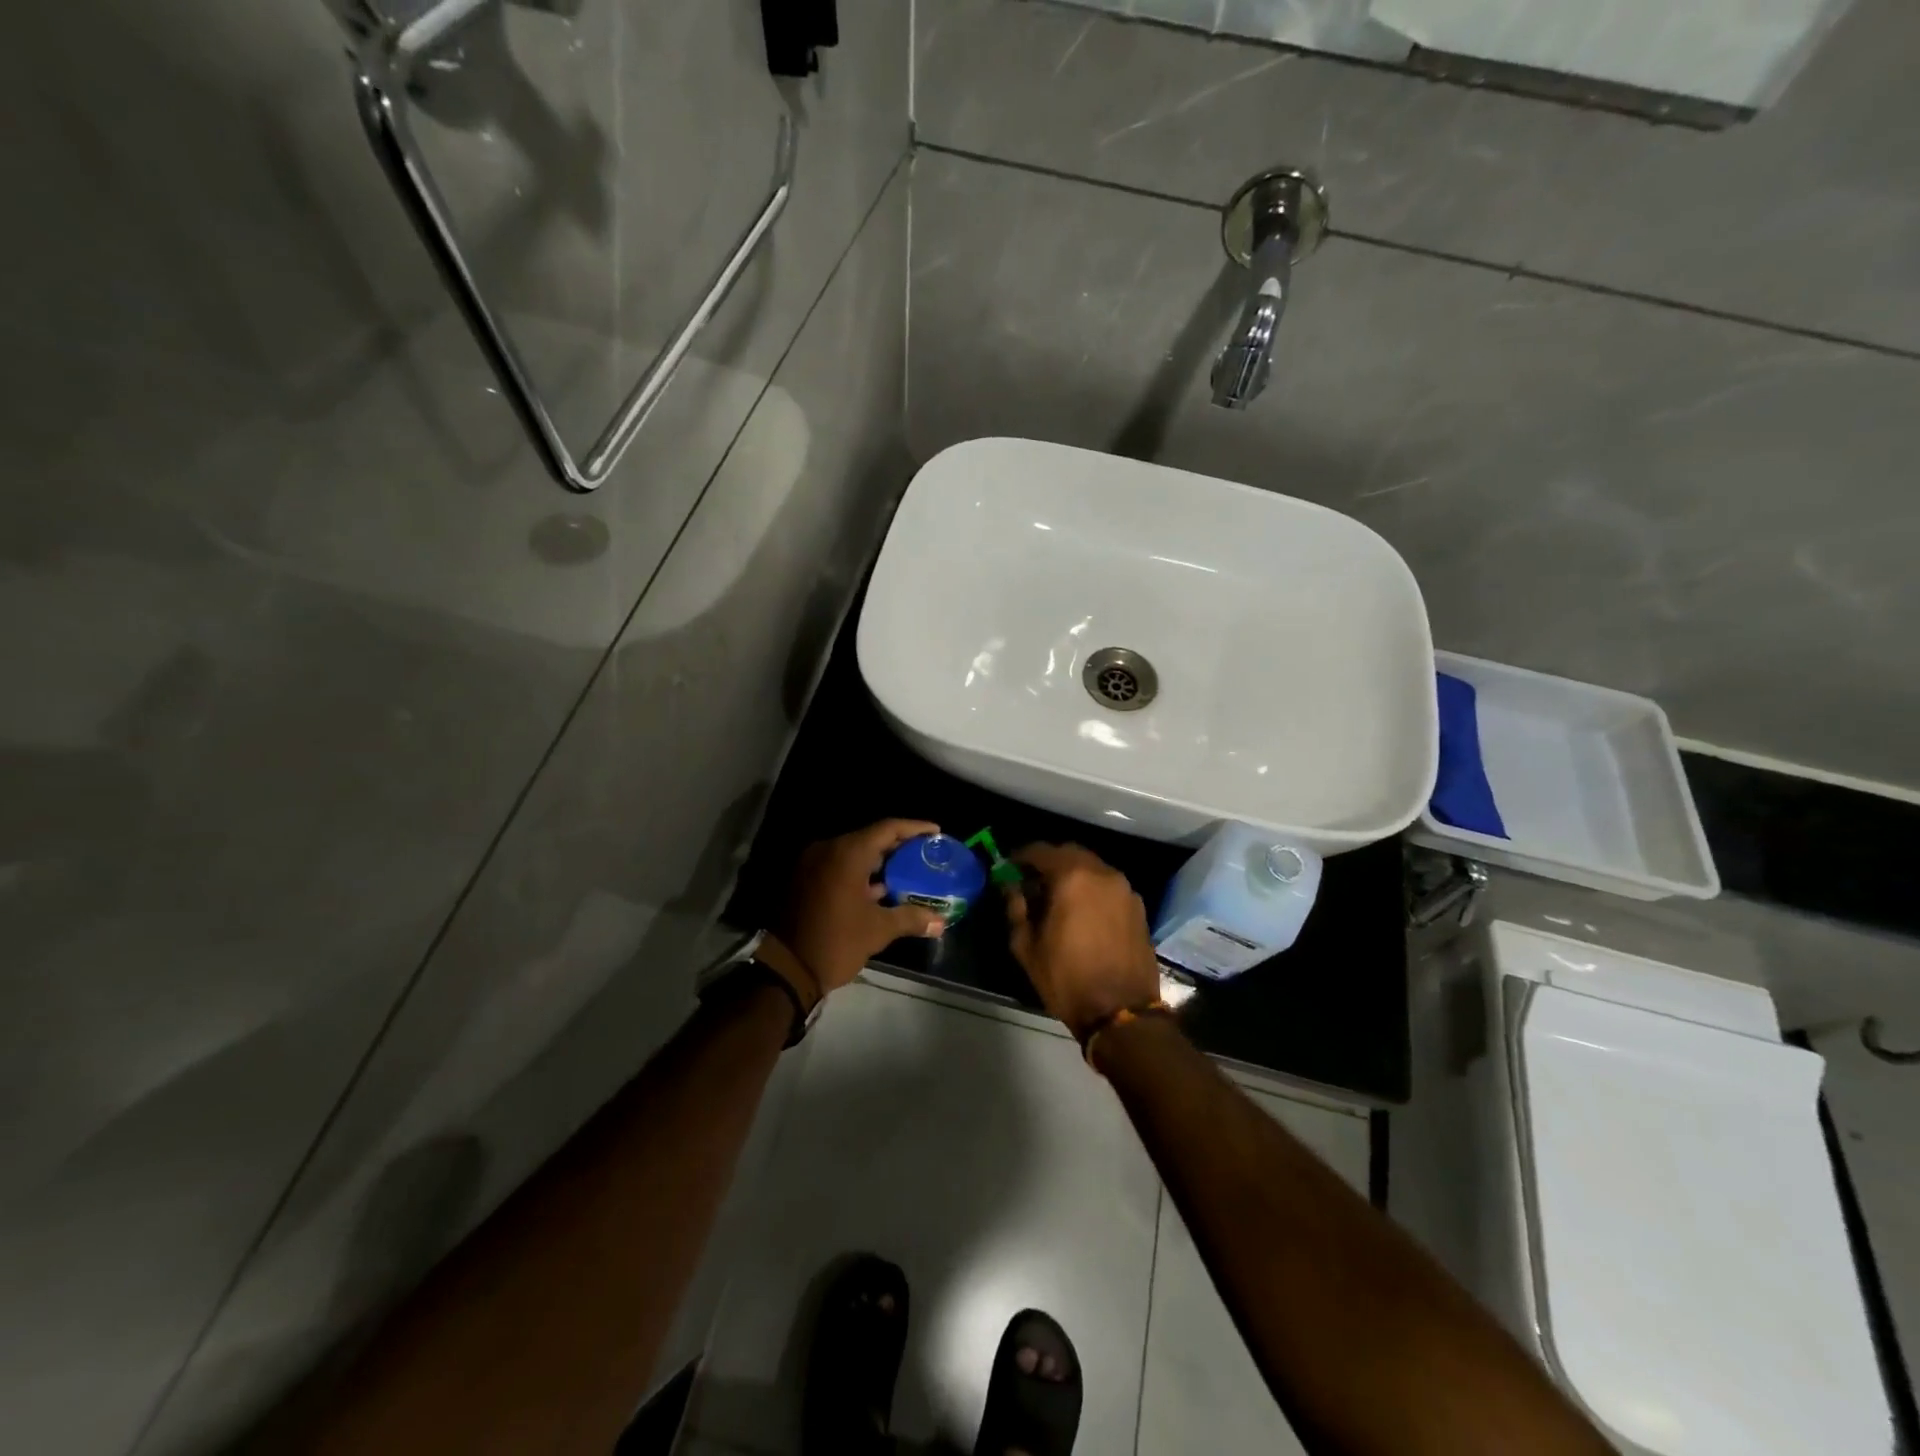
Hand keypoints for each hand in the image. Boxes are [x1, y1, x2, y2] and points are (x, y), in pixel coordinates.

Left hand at [768, 819, 948, 1000]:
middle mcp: (828, 850)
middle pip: (870, 838)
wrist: (787, 969)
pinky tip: (881, 889)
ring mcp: (813, 864)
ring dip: (880, 861)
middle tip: (925, 853)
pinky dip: (861, 873)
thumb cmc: (836, 942)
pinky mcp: (805, 880)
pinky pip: (839, 866)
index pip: (887, 829)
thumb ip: (911, 918)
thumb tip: (940, 922)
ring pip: (854, 853)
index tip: (935, 832)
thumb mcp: (878, 930)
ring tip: (909, 870)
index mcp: (847, 853)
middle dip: (899, 845)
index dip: (914, 828)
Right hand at [1004, 843, 1162, 1039]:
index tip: (1009, 867)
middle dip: (1048, 862)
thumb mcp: (1027, 947)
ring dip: (1072, 875)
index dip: (1021, 857)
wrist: (1122, 1012)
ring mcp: (1125, 889)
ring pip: (1092, 868)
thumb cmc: (1067, 978)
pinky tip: (1082, 912)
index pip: (1041, 851)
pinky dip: (1091, 889)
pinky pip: (1108, 886)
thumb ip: (1016, 909)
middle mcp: (1102, 873)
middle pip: (1070, 853)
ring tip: (1056, 897)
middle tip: (1032, 881)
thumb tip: (1012, 889)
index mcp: (1072, 877)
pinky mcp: (1138, 907)